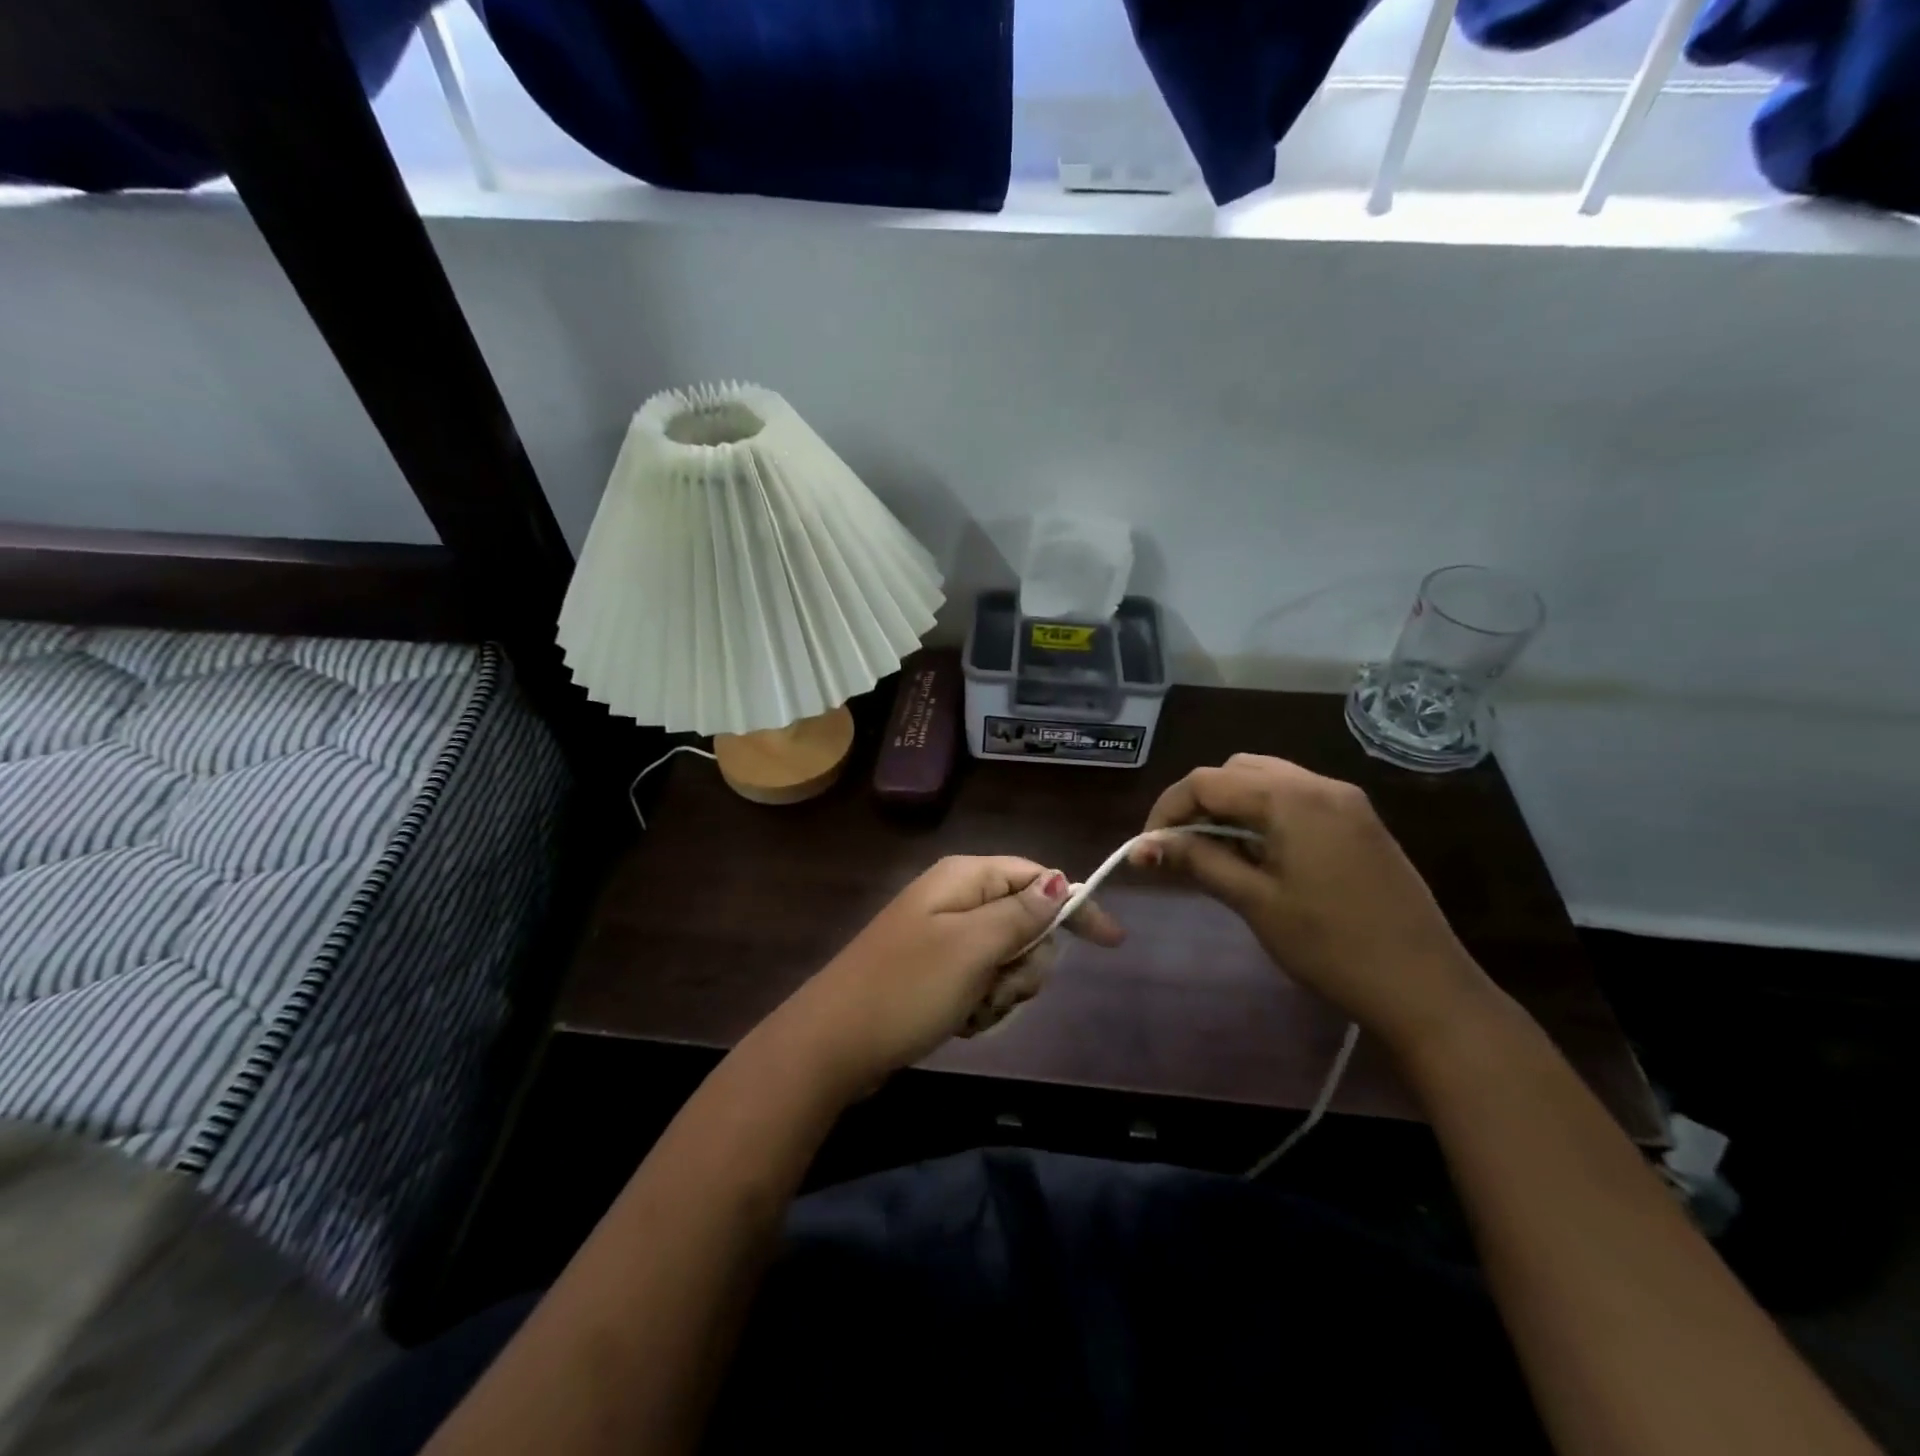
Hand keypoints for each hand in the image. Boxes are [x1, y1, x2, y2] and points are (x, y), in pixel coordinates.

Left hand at [782, 856, 1123, 1089]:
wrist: (834, 1043)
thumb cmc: (907, 987)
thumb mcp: (972, 947)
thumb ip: (1021, 913)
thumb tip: (1059, 881)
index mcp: (964, 879)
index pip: (1037, 877)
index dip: (1074, 907)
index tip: (1111, 943)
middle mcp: (956, 900)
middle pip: (1026, 923)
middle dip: (1024, 963)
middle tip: (997, 985)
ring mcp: (943, 938)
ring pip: (1007, 960)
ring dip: (1001, 992)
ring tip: (970, 1009)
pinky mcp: (936, 973)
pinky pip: (981, 984)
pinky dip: (980, 1006)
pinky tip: (957, 1022)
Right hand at [1133, 754, 1492, 1048]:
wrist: (1426, 987)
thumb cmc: (1331, 946)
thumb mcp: (1255, 902)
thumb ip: (1199, 861)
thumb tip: (1145, 845)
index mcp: (1292, 798)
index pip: (1207, 781)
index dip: (1168, 808)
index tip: (1149, 846)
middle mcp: (1319, 784)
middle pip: (1237, 770)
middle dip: (1199, 802)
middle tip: (1181, 847)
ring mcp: (1346, 801)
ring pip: (1268, 780)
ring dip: (1232, 806)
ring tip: (1216, 851)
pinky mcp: (1360, 821)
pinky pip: (1297, 798)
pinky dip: (1265, 814)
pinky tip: (1260, 854)